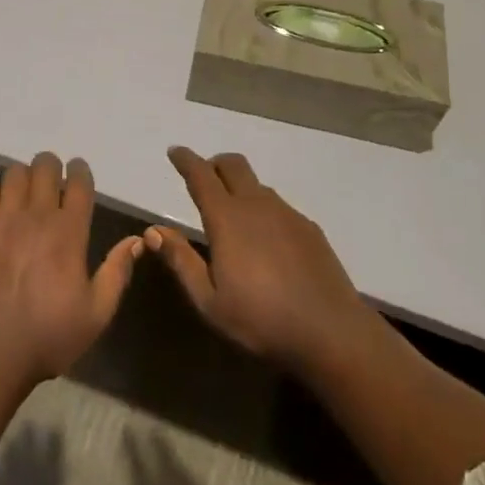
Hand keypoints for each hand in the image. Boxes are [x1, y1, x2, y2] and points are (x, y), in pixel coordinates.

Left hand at [0, 153, 143, 383]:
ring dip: (23, 177)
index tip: (78, 174)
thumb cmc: (49, 335)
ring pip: (15, 172)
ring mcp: (4, 218)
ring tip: (23, 193)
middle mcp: (38, 215)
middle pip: (45, 166)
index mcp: (70, 232)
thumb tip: (136, 240)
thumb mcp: (96, 314)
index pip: (79, 182)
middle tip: (51, 183)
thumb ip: (117, 272)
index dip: (80, 171)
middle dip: (51, 168)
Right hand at [147, 147, 369, 370]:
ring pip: (257, 185)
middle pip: (233, 165)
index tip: (175, 151)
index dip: (186, 160)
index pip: (201, 175)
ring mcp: (287, 213)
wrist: (331, 332)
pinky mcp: (309, 227)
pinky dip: (263, 210)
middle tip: (204, 179)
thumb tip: (154, 231)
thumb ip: (181, 261)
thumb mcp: (209, 301)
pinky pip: (278, 206)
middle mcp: (257, 205)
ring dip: (240, 188)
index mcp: (227, 218)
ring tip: (234, 218)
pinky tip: (267, 243)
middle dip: (214, 164)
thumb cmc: (261, 320)